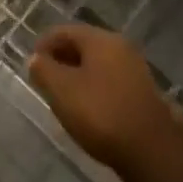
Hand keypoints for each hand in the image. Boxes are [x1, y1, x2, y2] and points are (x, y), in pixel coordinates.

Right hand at [29, 24, 182, 179]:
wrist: (152, 150)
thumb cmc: (101, 114)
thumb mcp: (63, 91)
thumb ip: (44, 70)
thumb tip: (36, 58)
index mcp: (100, 39)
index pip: (64, 31)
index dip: (44, 44)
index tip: (31, 64)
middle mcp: (120, 46)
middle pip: (83, 45)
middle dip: (61, 59)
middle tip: (44, 80)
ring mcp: (134, 69)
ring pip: (97, 63)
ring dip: (77, 74)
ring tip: (62, 96)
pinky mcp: (141, 92)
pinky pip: (109, 80)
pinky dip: (93, 87)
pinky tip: (87, 108)